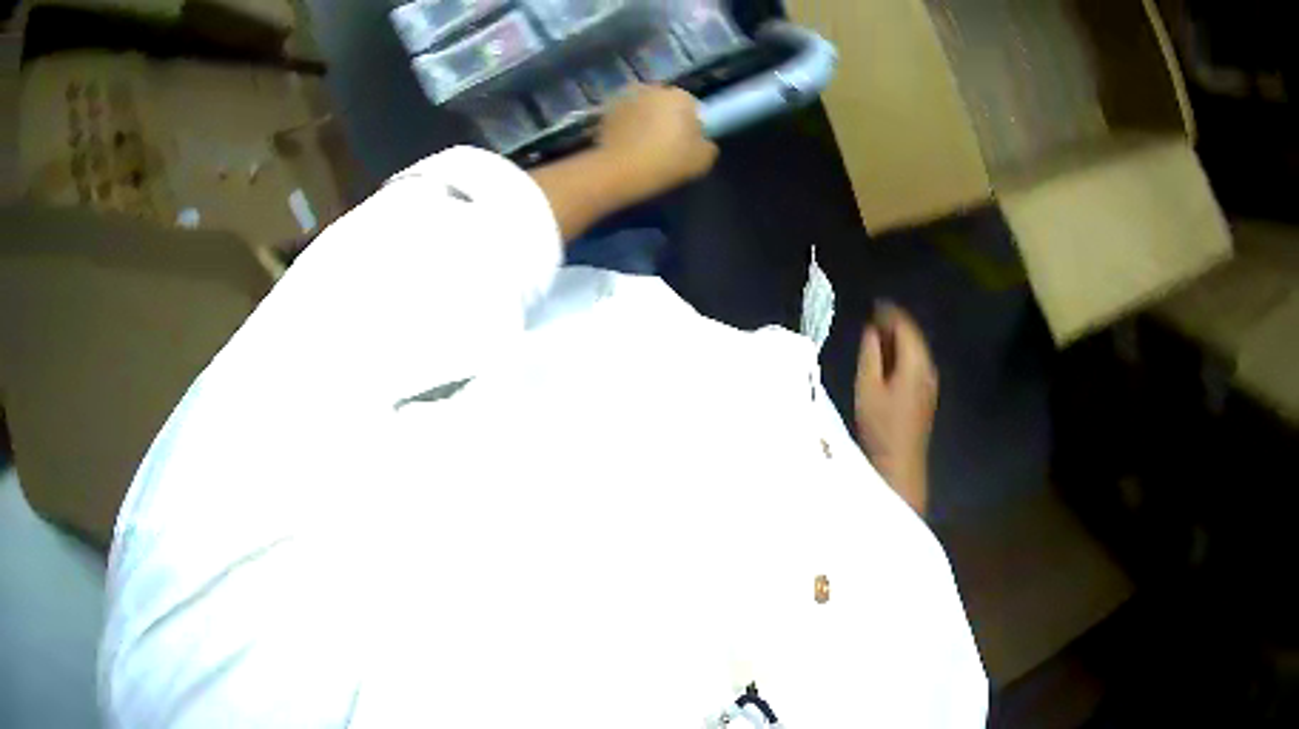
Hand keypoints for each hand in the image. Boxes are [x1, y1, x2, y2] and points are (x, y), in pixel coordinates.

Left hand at [596, 84, 717, 198]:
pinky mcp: (605, 111)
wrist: (622, 170)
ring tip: (641, 143)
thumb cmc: (669, 161)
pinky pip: (622, 117)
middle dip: (664, 116)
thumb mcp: (703, 159)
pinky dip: (624, 125)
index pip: (690, 105)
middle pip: (664, 102)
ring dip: (643, 118)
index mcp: (680, 96)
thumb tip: (701, 140)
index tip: (685, 142)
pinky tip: (625, 144)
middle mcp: (653, 89)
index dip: (689, 123)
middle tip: (663, 142)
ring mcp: (626, 98)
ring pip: (641, 107)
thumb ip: (707, 144)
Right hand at [854, 303, 937, 513]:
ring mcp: (931, 382)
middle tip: (871, 318)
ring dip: (897, 340)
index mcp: (915, 362)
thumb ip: (870, 354)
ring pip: (915, 350)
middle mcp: (929, 367)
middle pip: (913, 336)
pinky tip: (887, 361)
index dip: (889, 313)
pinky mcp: (927, 394)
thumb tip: (871, 331)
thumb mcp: (867, 387)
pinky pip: (916, 363)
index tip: (872, 305)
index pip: (905, 326)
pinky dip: (902, 355)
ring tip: (875, 336)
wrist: (900, 464)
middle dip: (893, 325)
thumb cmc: (880, 426)